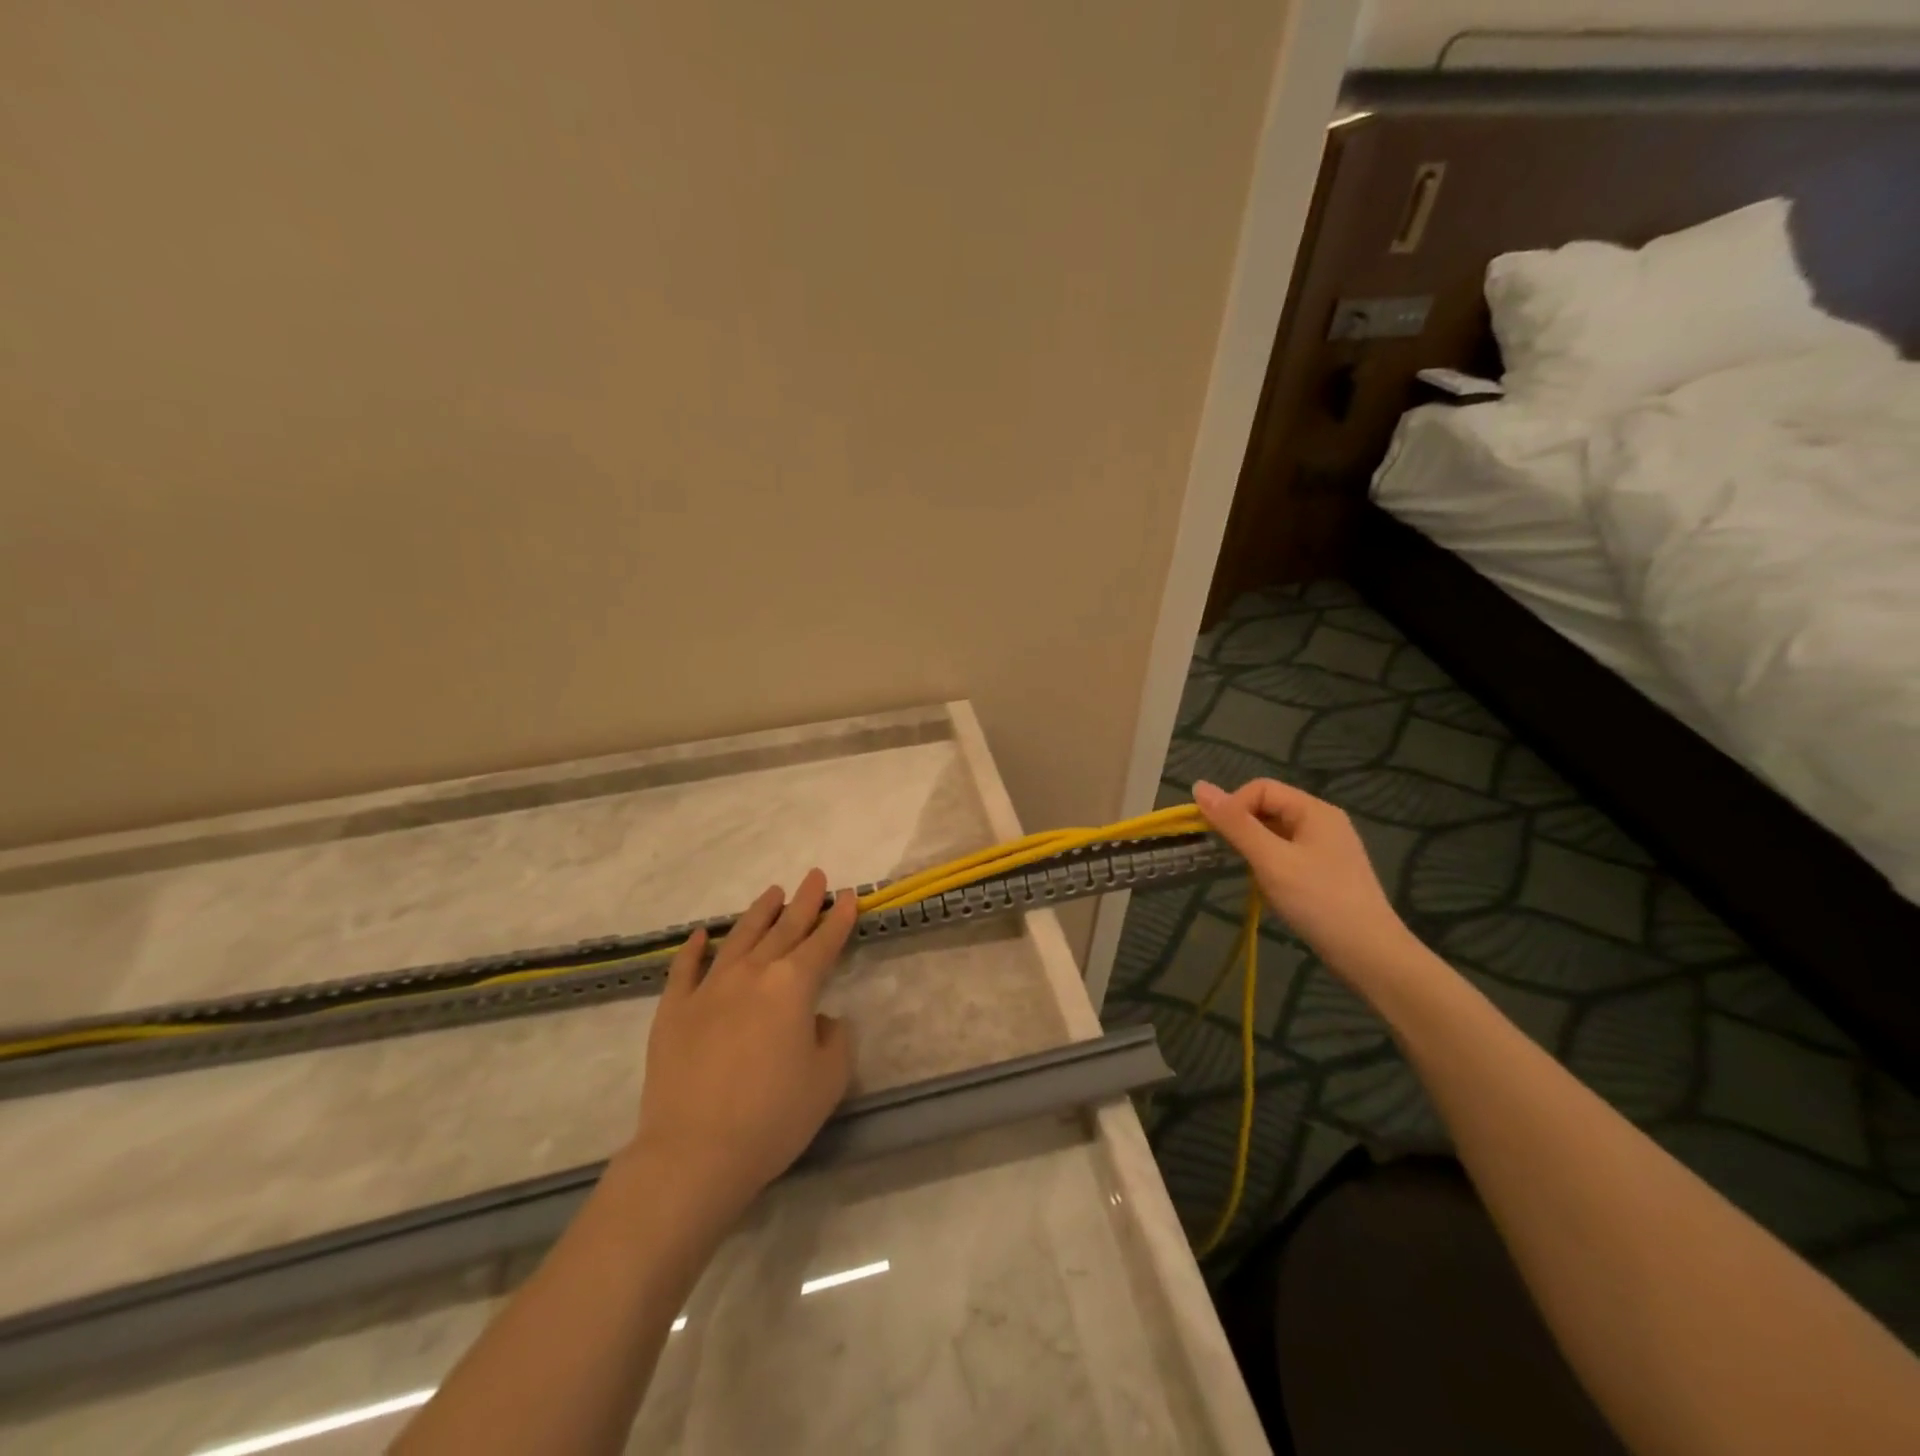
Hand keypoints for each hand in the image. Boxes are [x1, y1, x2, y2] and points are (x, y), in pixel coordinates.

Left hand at [624, 868, 857, 1225]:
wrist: (694, 1154)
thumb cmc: (773, 1118)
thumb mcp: (828, 1080)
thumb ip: (832, 1038)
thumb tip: (815, 1019)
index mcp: (792, 986)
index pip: (822, 943)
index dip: (838, 919)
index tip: (848, 896)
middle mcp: (752, 974)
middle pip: (783, 929)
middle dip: (803, 902)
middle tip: (815, 876)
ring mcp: (708, 989)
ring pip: (739, 939)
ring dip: (758, 913)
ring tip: (772, 892)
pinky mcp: (673, 1011)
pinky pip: (684, 969)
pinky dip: (694, 949)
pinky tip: (702, 934)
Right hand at [1192, 778, 1416, 979]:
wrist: (1369, 955)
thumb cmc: (1318, 901)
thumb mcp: (1270, 860)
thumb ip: (1235, 824)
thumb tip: (1199, 786)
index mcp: (1314, 810)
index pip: (1261, 788)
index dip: (1233, 806)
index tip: (1217, 837)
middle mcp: (1323, 821)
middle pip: (1269, 807)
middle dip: (1243, 828)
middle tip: (1230, 857)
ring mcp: (1327, 847)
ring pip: (1276, 833)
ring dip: (1255, 849)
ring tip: (1252, 876)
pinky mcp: (1326, 871)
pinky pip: (1287, 853)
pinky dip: (1270, 864)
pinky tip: (1269, 888)